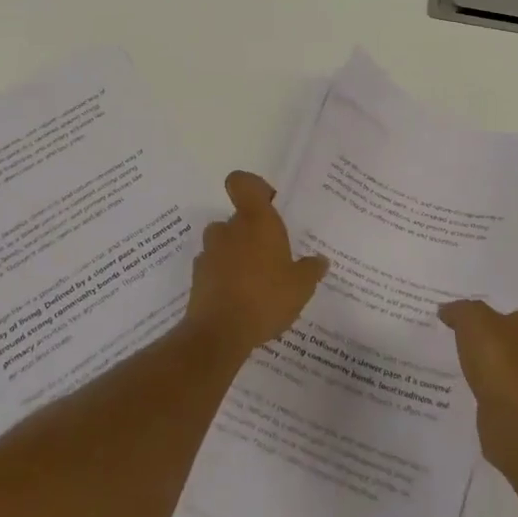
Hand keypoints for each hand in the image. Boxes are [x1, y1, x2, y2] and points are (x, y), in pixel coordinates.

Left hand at [184, 172, 328, 357]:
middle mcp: (229, 229)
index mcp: (256, 220)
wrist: (219, 333)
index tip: (268, 203)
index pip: (242, 182)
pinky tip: (239, 299)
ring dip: (236, 255)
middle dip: (251, 234)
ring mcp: (209, 252)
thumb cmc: (265, 297)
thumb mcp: (301, 286)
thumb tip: (320, 260)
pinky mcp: (197, 277)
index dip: (252, 186)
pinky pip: (214, 268)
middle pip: (237, 218)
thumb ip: (311, 270)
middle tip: (271, 257)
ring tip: (255, 281)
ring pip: (224, 243)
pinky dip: (224, 277)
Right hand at [438, 298, 517, 467]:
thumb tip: (447, 310)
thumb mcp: (473, 321)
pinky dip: (496, 390)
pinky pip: (510, 394)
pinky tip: (474, 384)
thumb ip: (461, 311)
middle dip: (517, 339)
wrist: (515, 421)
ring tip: (476, 359)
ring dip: (505, 366)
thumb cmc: (502, 358)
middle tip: (489, 332)